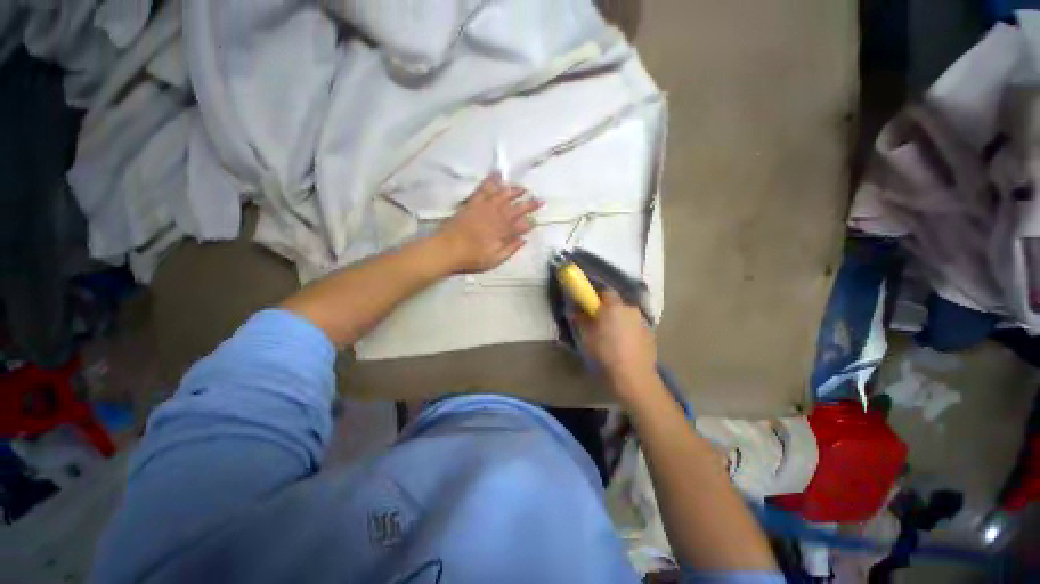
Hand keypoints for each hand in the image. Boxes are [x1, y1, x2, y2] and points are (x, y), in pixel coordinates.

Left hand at [436, 173, 542, 272]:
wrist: (447, 249)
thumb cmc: (471, 258)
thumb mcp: (494, 260)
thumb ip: (510, 249)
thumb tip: (523, 240)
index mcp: (502, 233)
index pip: (521, 226)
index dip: (530, 223)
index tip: (537, 220)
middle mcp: (496, 217)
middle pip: (516, 209)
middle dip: (529, 204)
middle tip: (540, 200)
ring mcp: (484, 208)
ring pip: (503, 196)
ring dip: (514, 191)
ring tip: (523, 188)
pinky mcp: (472, 203)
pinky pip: (483, 189)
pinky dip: (491, 181)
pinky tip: (497, 175)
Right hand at [576, 291, 657, 399]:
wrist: (634, 378)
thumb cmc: (605, 354)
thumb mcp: (586, 337)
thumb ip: (580, 320)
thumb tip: (574, 310)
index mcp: (614, 306)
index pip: (604, 291)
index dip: (595, 297)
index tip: (588, 307)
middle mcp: (630, 309)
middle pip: (617, 304)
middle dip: (607, 310)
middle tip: (597, 323)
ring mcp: (643, 322)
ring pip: (626, 316)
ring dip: (618, 321)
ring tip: (611, 337)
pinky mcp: (651, 335)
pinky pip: (635, 328)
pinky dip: (628, 332)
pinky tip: (623, 346)